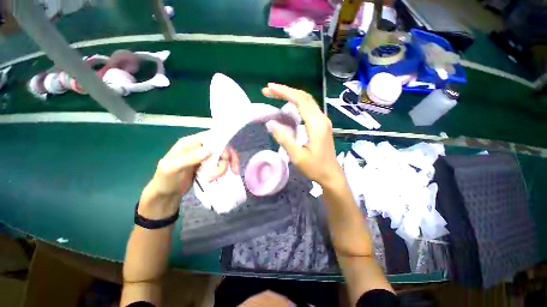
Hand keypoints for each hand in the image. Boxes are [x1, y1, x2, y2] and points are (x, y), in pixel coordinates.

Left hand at [152, 134, 239, 196]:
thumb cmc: (165, 180)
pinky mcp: (210, 166)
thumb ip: (189, 158)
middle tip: (230, 170)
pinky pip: (223, 164)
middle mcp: (201, 147)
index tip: (225, 157)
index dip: (222, 144)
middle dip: (227, 158)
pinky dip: (227, 169)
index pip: (212, 137)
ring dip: (227, 165)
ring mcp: (207, 157)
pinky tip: (227, 175)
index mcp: (191, 142)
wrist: (166, 194)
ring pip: (225, 156)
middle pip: (222, 146)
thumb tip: (209, 151)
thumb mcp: (172, 168)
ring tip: (221, 176)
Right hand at [262, 83, 342, 187]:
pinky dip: (296, 103)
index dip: (284, 92)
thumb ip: (284, 139)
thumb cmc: (315, 168)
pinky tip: (288, 105)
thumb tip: (270, 123)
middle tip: (269, 90)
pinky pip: (308, 108)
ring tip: (275, 95)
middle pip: (304, 97)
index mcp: (316, 125)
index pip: (300, 101)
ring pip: (307, 101)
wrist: (331, 175)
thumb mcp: (297, 156)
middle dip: (286, 91)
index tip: (269, 88)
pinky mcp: (321, 124)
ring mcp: (323, 121)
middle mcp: (322, 118)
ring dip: (291, 95)